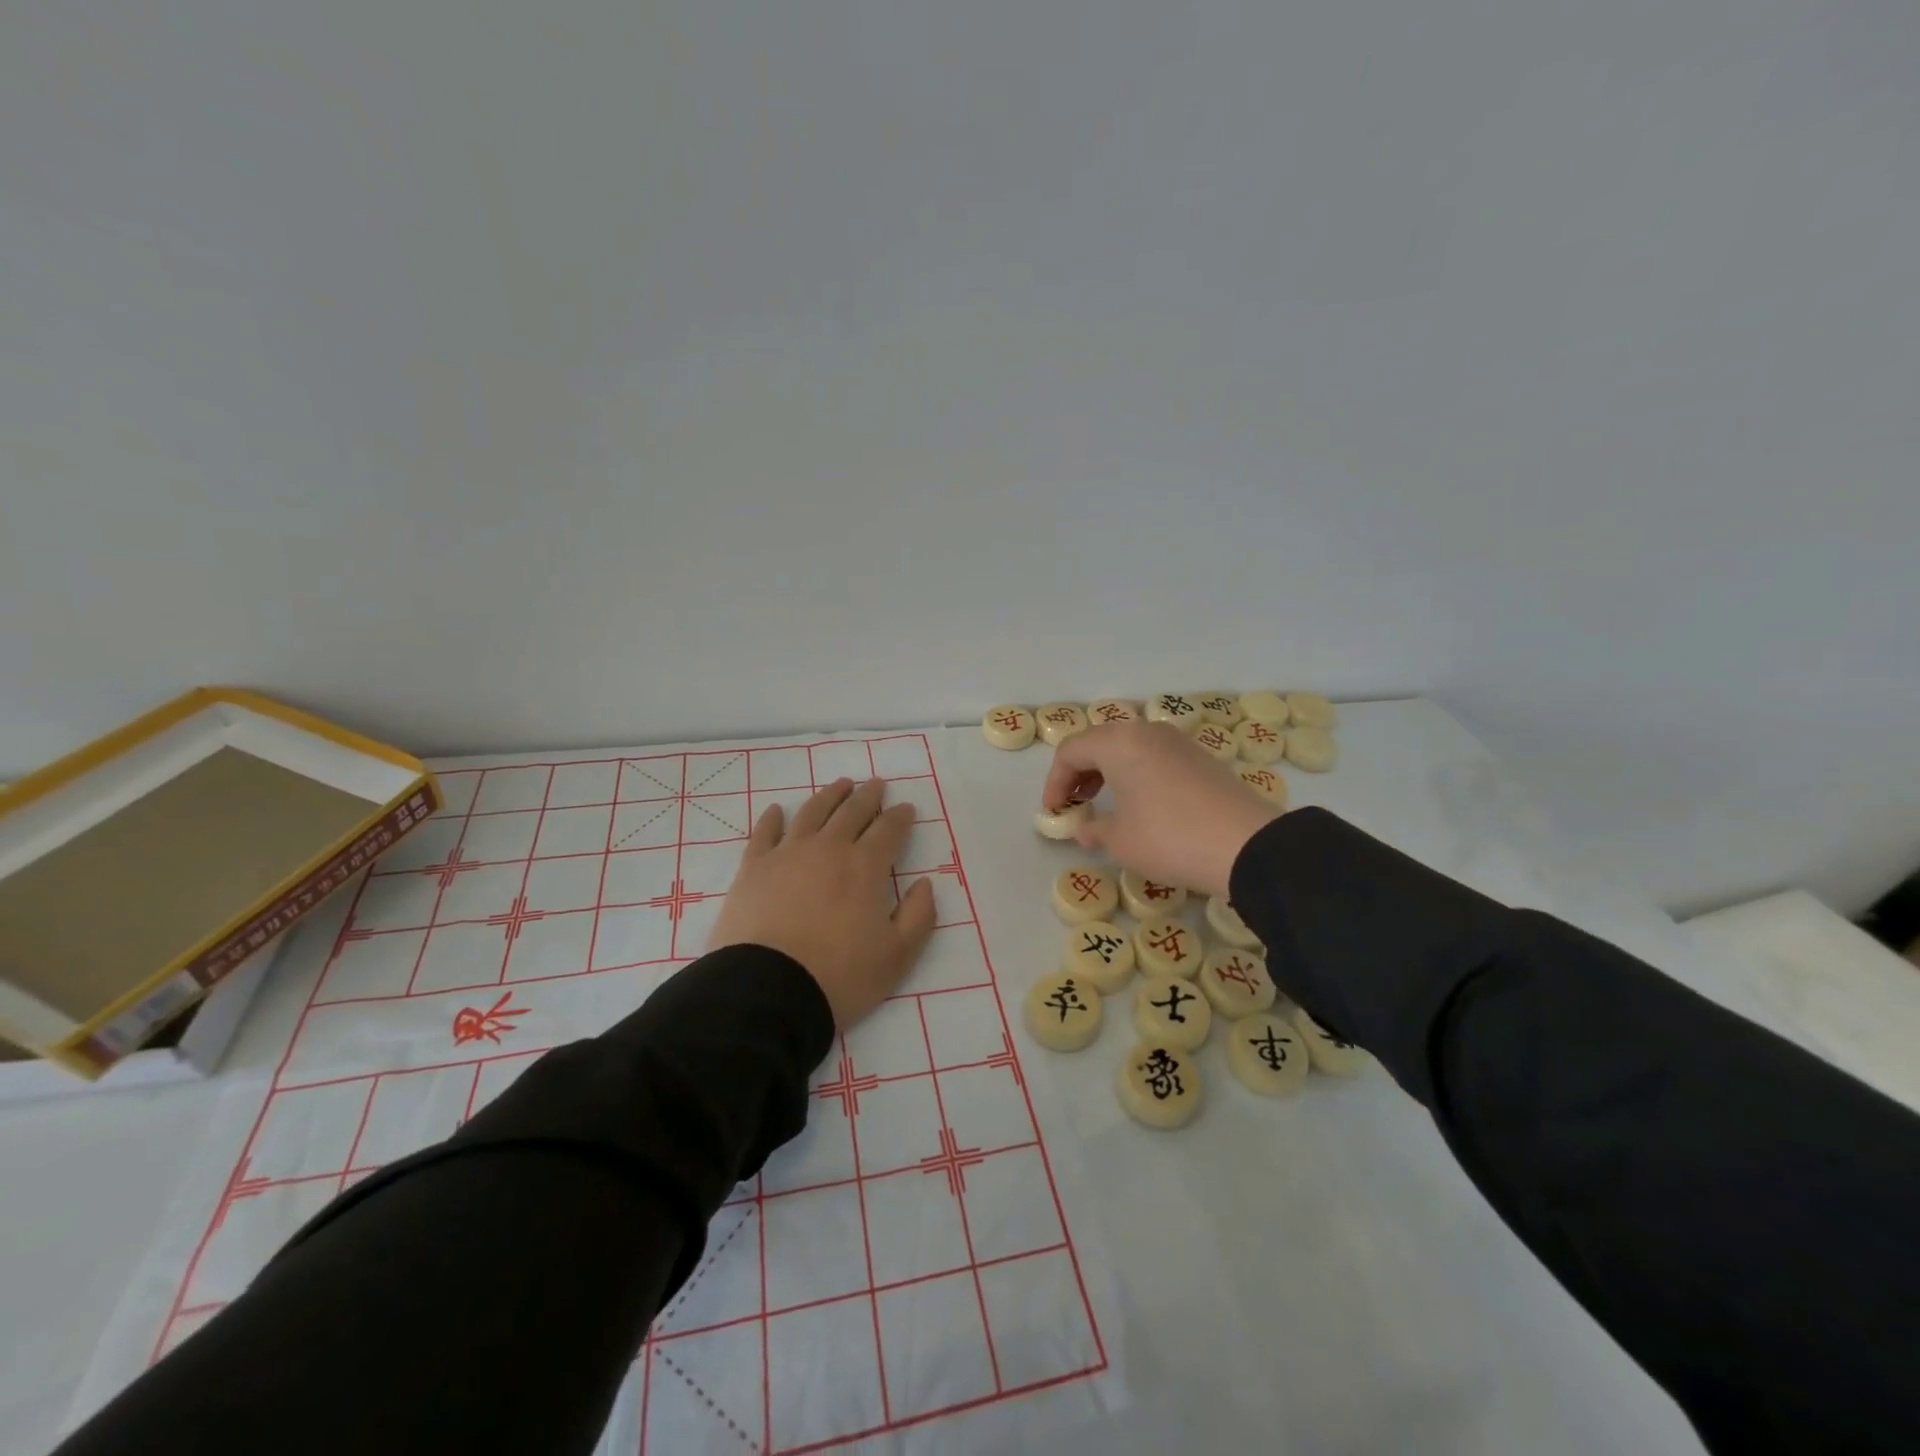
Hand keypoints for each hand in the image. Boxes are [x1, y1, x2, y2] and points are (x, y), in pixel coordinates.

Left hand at [708, 778, 936, 1028]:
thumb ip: (919, 916)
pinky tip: (778, 810)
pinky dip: (773, 818)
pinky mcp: (753, 868)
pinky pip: (764, 833)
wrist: (769, 990)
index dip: (900, 817)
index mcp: (865, 867)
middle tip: (875, 783)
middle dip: (867, 796)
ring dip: (829, 796)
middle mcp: (828, 849)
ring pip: (812, 813)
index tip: (906, 807)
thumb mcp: (897, 956)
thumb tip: (926, 884)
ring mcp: (787, 854)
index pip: (888, 830)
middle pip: (851, 812)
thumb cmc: (840, 975)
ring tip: (840, 784)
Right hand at [1042, 721, 1280, 896]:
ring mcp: (1177, 741)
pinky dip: (1136, 773)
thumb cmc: (1169, 838)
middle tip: (1074, 803)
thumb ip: (1094, 829)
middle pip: (1099, 742)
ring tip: (1104, 802)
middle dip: (1079, 772)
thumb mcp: (1120, 840)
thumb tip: (1087, 829)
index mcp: (1119, 742)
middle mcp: (1146, 731)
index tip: (1054, 812)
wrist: (1247, 846)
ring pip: (1128, 746)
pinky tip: (1140, 803)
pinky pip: (1153, 756)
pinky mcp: (1200, 757)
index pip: (1070, 751)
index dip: (1054, 782)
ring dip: (1108, 771)